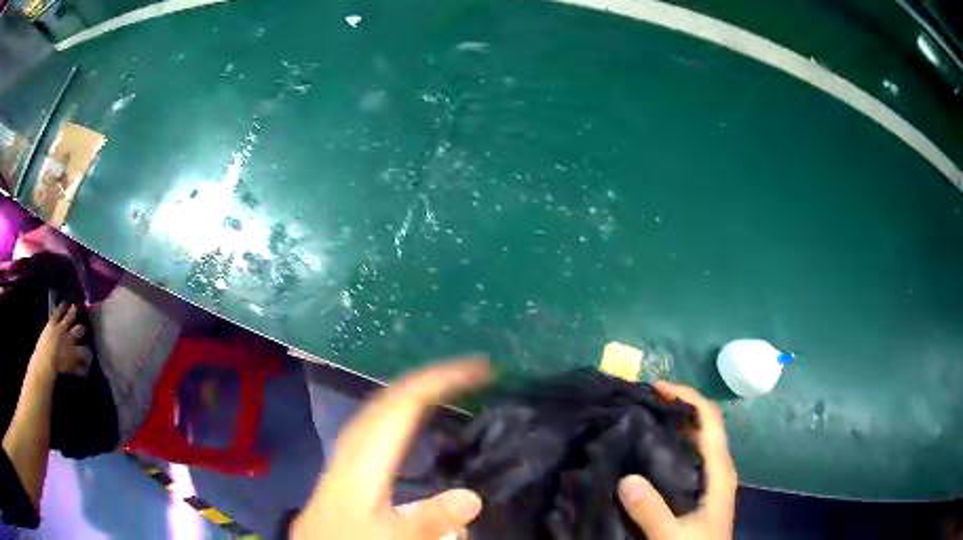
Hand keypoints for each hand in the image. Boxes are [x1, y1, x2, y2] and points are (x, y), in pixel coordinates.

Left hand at [32, 303, 88, 374]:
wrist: (46, 359)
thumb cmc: (57, 369)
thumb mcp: (68, 371)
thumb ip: (76, 368)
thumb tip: (84, 370)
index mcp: (75, 352)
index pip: (85, 352)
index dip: (88, 354)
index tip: (89, 356)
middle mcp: (70, 338)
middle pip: (78, 332)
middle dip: (81, 330)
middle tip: (83, 328)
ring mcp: (61, 328)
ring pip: (69, 318)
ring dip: (72, 313)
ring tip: (75, 307)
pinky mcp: (53, 322)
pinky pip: (58, 313)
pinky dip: (61, 308)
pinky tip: (63, 303)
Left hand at [291, 359, 490, 539]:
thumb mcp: (392, 538)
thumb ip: (428, 520)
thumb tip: (472, 497)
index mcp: (366, 460)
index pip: (404, 404)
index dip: (440, 380)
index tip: (477, 370)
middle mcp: (354, 447)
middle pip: (390, 398)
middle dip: (429, 378)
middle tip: (467, 374)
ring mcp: (346, 453)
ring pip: (378, 408)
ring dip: (411, 391)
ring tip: (442, 388)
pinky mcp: (344, 464)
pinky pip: (373, 422)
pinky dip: (396, 410)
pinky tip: (402, 424)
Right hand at [618, 381, 736, 539]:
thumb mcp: (672, 535)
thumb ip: (652, 511)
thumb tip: (627, 479)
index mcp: (719, 471)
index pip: (709, 420)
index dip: (687, 397)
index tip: (657, 388)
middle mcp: (718, 469)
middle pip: (703, 426)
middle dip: (676, 408)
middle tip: (641, 404)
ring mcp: (711, 480)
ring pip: (695, 442)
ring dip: (673, 427)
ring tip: (640, 422)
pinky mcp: (701, 492)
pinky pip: (688, 458)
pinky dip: (671, 447)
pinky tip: (648, 456)